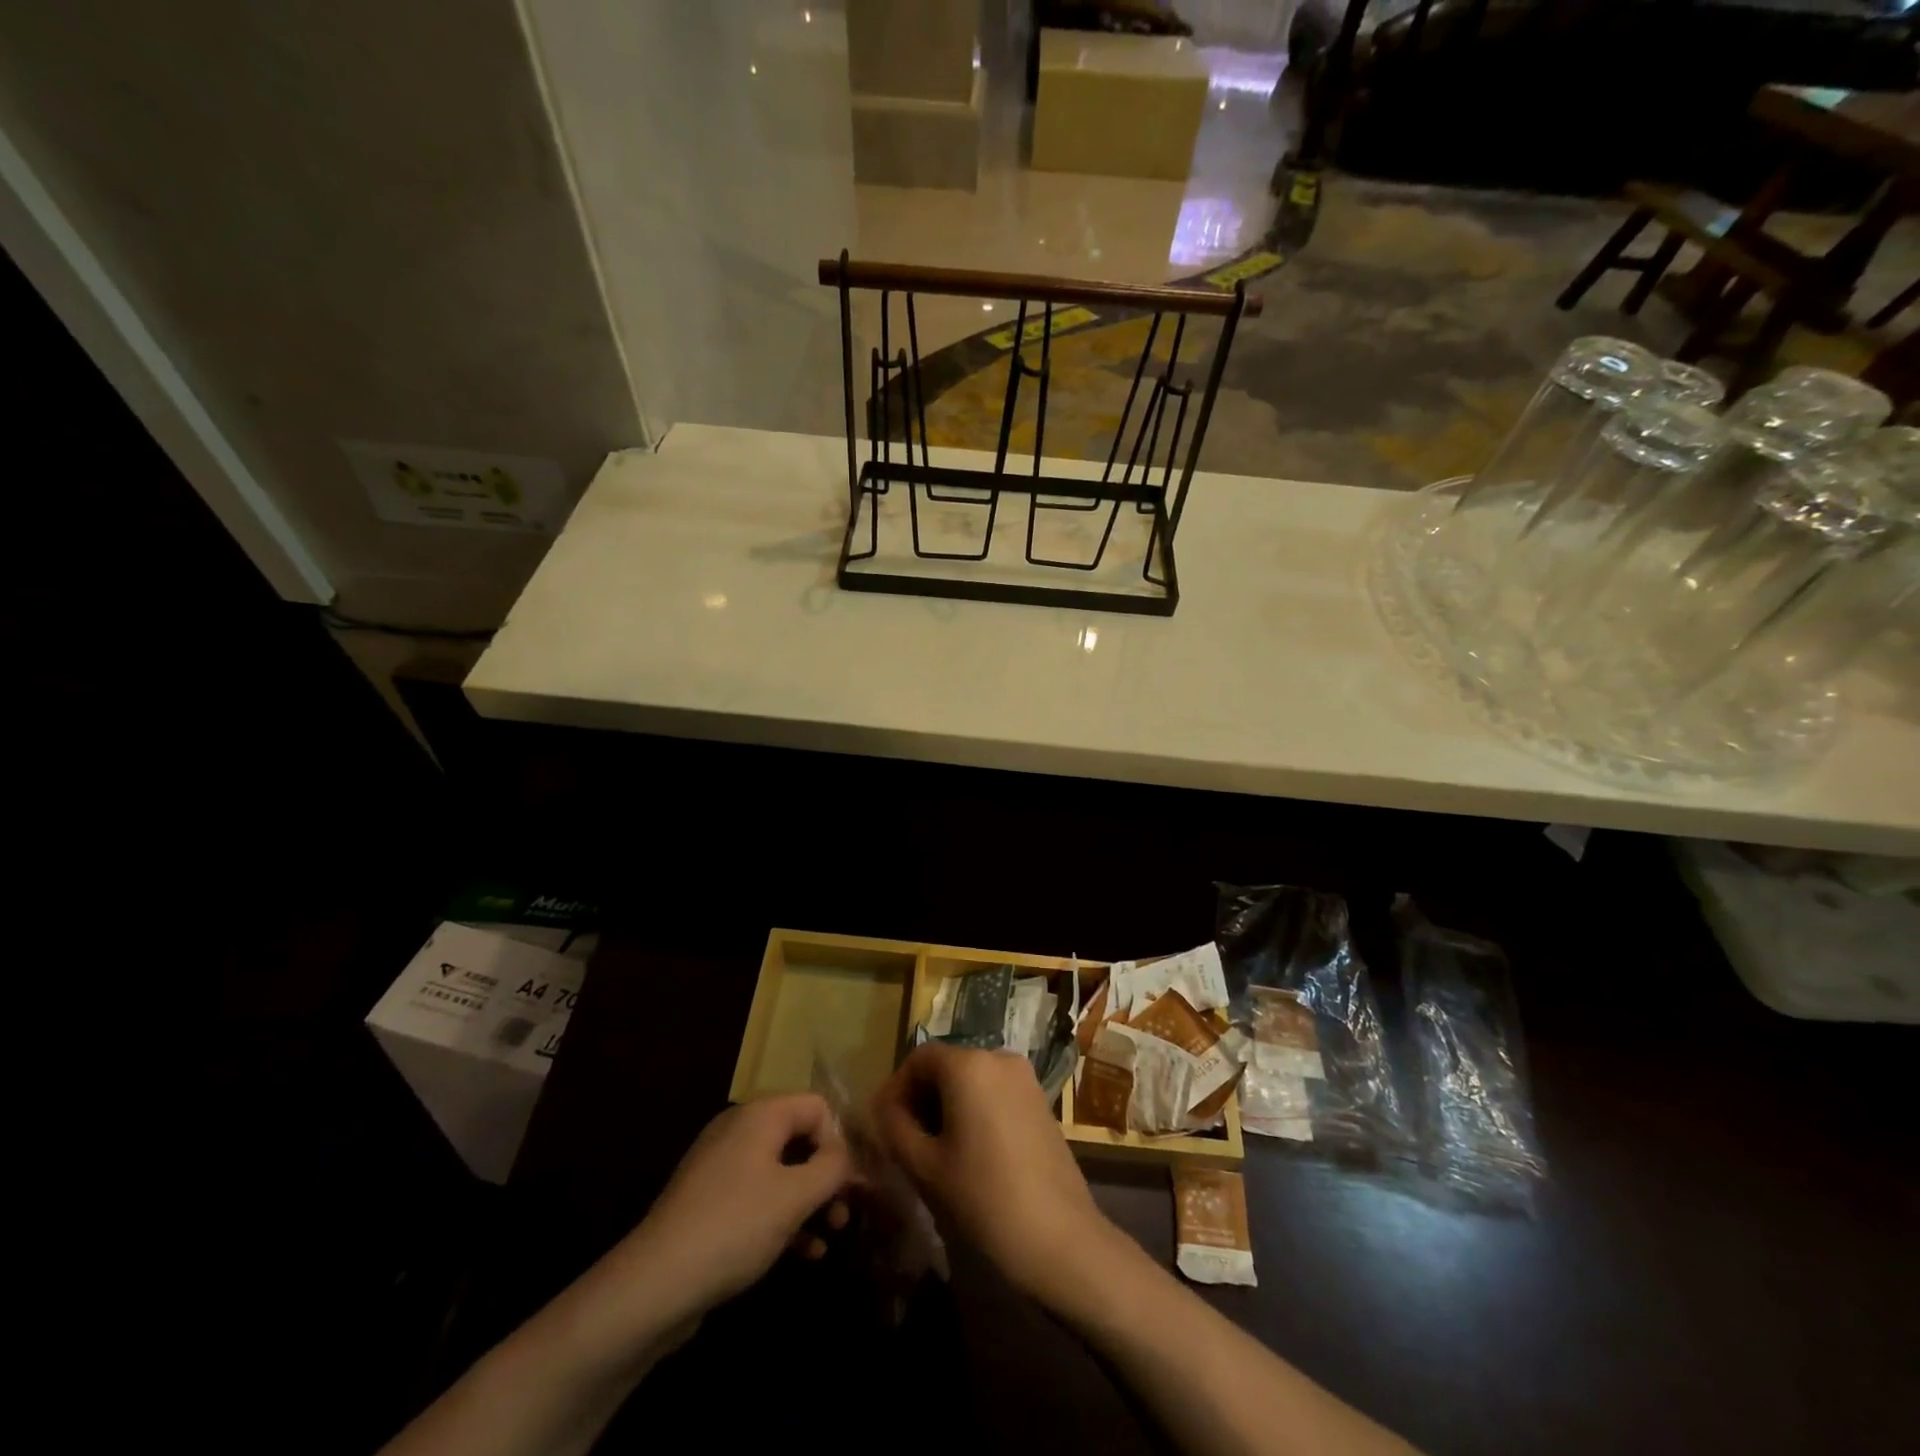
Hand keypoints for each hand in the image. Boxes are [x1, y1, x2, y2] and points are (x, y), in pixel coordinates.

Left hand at [613, 1095, 851, 1327]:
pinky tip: (805, 1253)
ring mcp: (722, 1166)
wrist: (653, 1286)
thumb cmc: (734, 1227)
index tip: (851, 1184)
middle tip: (844, 1213)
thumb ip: (833, 1168)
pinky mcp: (710, 1202)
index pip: (818, 1107)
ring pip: (782, 1171)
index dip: (840, 1142)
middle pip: (800, 1138)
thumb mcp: (795, 1196)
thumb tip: (847, 1156)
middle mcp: (740, 1129)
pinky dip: (784, 1217)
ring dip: (810, 1200)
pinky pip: (759, 1196)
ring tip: (830, 1236)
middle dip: (827, 1175)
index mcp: (761, 1115)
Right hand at [871, 1044, 1122, 1308]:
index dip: (896, 1089)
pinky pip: (995, 1094)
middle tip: (905, 1143)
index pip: (919, 1058)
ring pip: (971, 1081)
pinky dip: (975, 1112)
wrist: (1061, 1241)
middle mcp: (999, 1058)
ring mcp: (1025, 1079)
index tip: (884, 1127)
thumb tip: (883, 1108)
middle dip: (921, 1098)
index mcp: (969, 1065)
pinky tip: (969, 1155)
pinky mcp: (1041, 1102)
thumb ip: (895, 1128)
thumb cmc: (985, 1199)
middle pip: (946, 1066)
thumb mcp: (926, 1167)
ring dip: (947, 1107)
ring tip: (934, 1153)